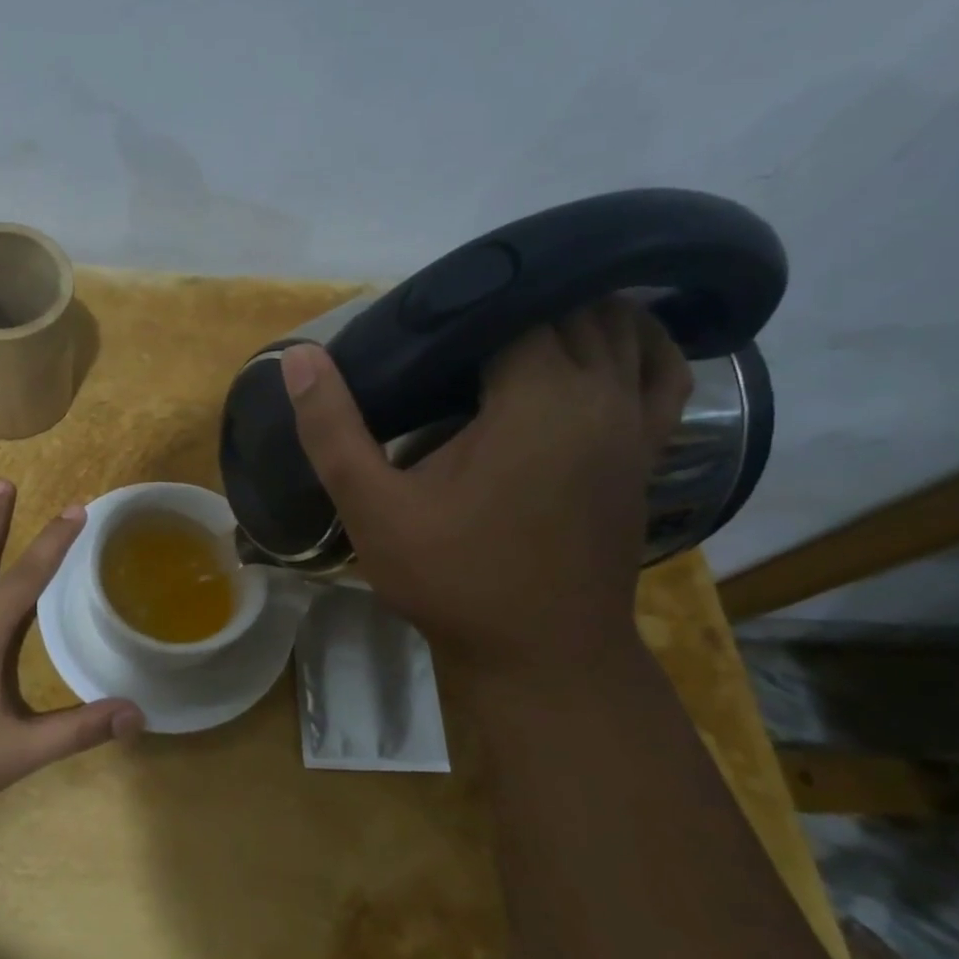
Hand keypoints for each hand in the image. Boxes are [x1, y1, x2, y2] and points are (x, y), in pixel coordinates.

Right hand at [280, 298, 690, 673]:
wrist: (541, 657)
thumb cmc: (454, 580)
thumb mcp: (374, 509)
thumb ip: (333, 430)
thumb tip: (298, 356)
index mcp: (537, 399)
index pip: (513, 305)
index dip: (465, 301)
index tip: (420, 317)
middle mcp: (599, 396)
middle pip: (571, 307)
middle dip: (514, 301)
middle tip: (452, 324)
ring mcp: (635, 424)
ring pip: (622, 329)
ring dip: (573, 312)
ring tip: (513, 323)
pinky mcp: (647, 453)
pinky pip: (661, 373)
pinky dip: (637, 345)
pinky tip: (600, 348)